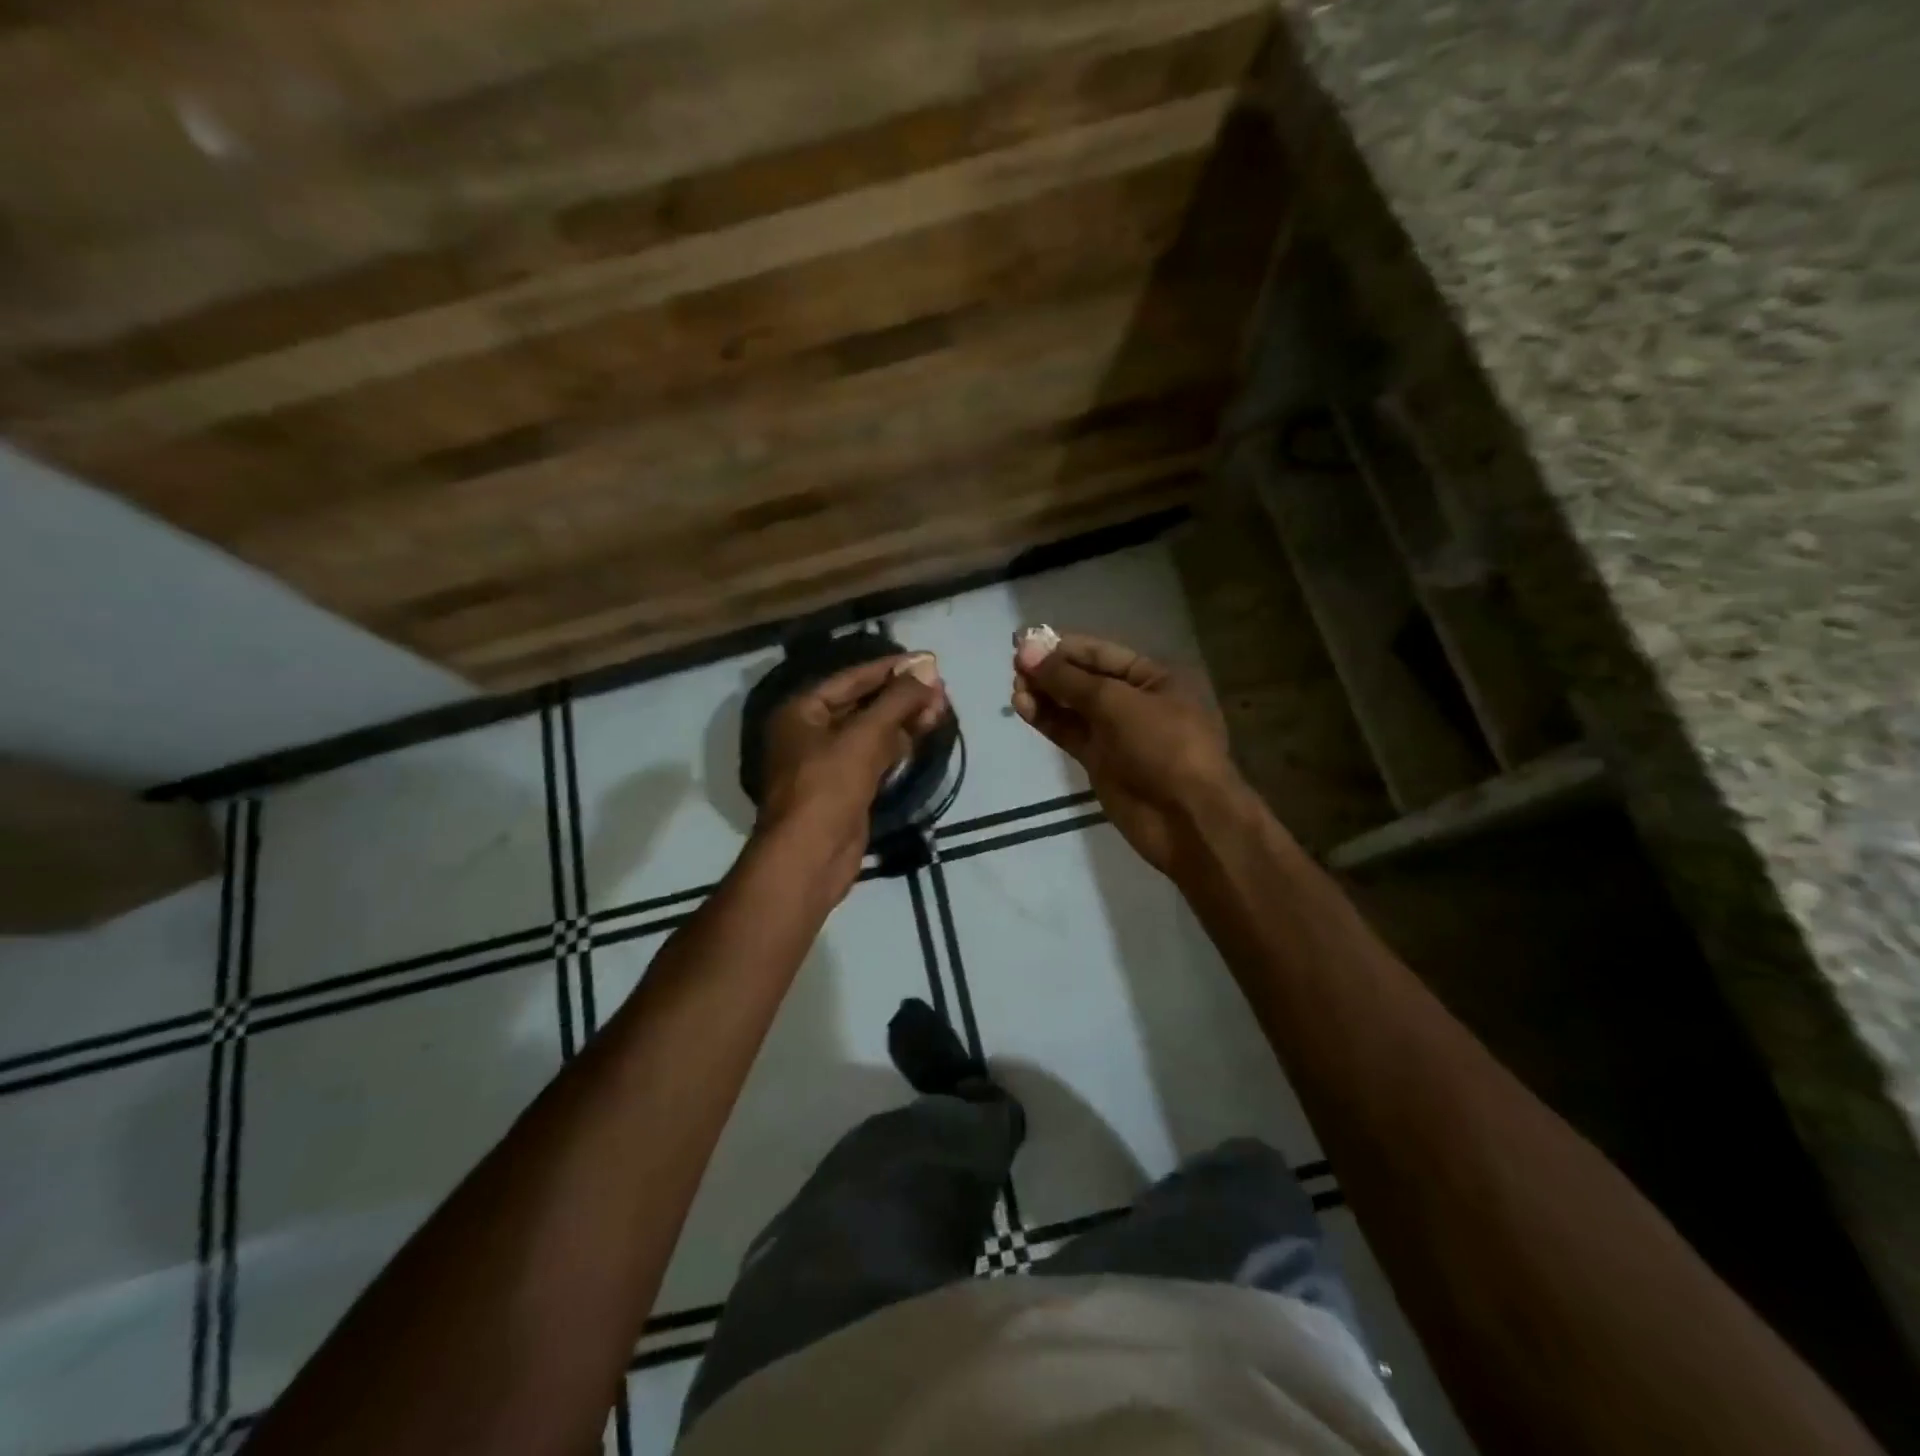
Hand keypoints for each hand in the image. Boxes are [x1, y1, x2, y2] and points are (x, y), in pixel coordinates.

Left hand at [756, 654, 947, 898]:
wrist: (810, 857)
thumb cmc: (828, 786)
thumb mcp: (864, 736)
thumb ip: (898, 700)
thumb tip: (929, 668)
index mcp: (801, 711)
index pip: (852, 678)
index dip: (890, 668)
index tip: (927, 660)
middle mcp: (810, 732)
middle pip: (862, 704)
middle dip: (901, 696)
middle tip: (940, 688)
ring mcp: (827, 763)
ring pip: (871, 732)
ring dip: (903, 721)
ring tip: (940, 709)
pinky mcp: (845, 788)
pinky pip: (873, 757)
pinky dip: (896, 747)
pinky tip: (922, 736)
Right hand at [1012, 633, 1242, 875]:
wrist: (1185, 818)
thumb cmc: (1163, 746)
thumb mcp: (1117, 703)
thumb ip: (1069, 679)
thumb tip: (1026, 651)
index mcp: (1153, 677)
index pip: (1101, 654)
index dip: (1062, 647)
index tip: (1023, 641)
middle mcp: (1134, 700)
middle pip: (1084, 679)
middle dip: (1051, 671)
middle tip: (1014, 664)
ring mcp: (1116, 733)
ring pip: (1073, 707)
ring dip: (1044, 694)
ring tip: (1015, 687)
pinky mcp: (1099, 761)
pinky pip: (1069, 732)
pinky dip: (1047, 719)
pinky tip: (1023, 706)